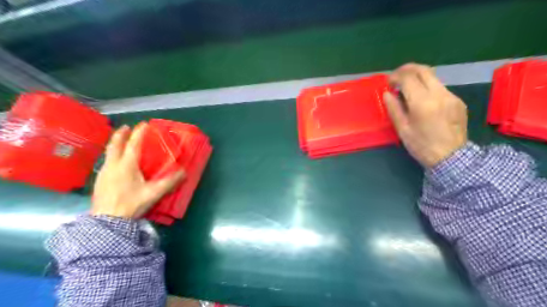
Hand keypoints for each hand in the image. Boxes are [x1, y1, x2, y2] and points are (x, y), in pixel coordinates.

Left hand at [92, 122, 185, 217]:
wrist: (107, 221)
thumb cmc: (131, 204)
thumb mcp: (153, 193)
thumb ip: (169, 182)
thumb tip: (184, 172)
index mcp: (126, 166)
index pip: (133, 145)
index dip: (139, 133)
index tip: (144, 124)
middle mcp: (113, 165)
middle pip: (115, 145)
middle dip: (121, 134)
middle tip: (126, 127)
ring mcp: (104, 173)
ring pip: (108, 153)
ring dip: (115, 144)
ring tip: (121, 142)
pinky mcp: (99, 181)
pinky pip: (106, 162)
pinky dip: (112, 155)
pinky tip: (115, 161)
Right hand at [381, 62, 467, 167]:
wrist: (452, 158)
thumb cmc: (422, 146)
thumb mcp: (403, 129)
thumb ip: (394, 109)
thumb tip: (387, 94)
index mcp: (423, 102)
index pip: (408, 78)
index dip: (395, 76)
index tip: (388, 83)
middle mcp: (439, 94)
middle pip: (423, 70)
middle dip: (407, 69)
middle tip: (396, 77)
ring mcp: (451, 96)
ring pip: (433, 77)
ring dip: (418, 77)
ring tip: (407, 88)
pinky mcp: (458, 101)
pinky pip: (440, 87)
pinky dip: (427, 87)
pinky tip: (422, 99)